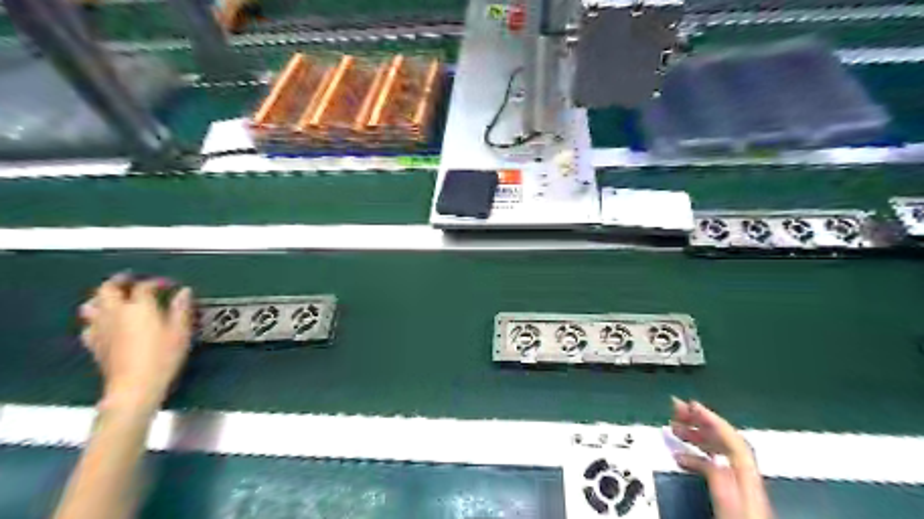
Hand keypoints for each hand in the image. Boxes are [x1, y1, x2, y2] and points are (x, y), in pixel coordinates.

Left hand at [79, 273, 194, 415]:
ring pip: (92, 304)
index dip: (157, 282)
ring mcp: (101, 328)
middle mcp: (116, 312)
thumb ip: (181, 308)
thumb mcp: (181, 330)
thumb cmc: (163, 356)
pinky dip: (96, 318)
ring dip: (102, 297)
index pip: (144, 286)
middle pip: (109, 289)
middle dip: (119, 281)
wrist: (135, 385)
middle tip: (130, 279)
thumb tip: (184, 292)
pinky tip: (104, 323)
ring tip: (113, 297)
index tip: (168, 284)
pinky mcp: (94, 343)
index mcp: (139, 307)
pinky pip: (89, 325)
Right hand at [674, 400, 774, 518]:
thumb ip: (723, 487)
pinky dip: (695, 456)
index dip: (712, 420)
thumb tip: (714, 458)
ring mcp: (739, 489)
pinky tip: (681, 457)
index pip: (733, 443)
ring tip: (674, 426)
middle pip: (725, 442)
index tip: (690, 405)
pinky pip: (713, 467)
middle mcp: (744, 481)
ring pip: (718, 452)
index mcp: (746, 484)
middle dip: (699, 422)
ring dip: (695, 435)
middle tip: (675, 409)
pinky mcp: (731, 498)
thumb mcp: (730, 514)